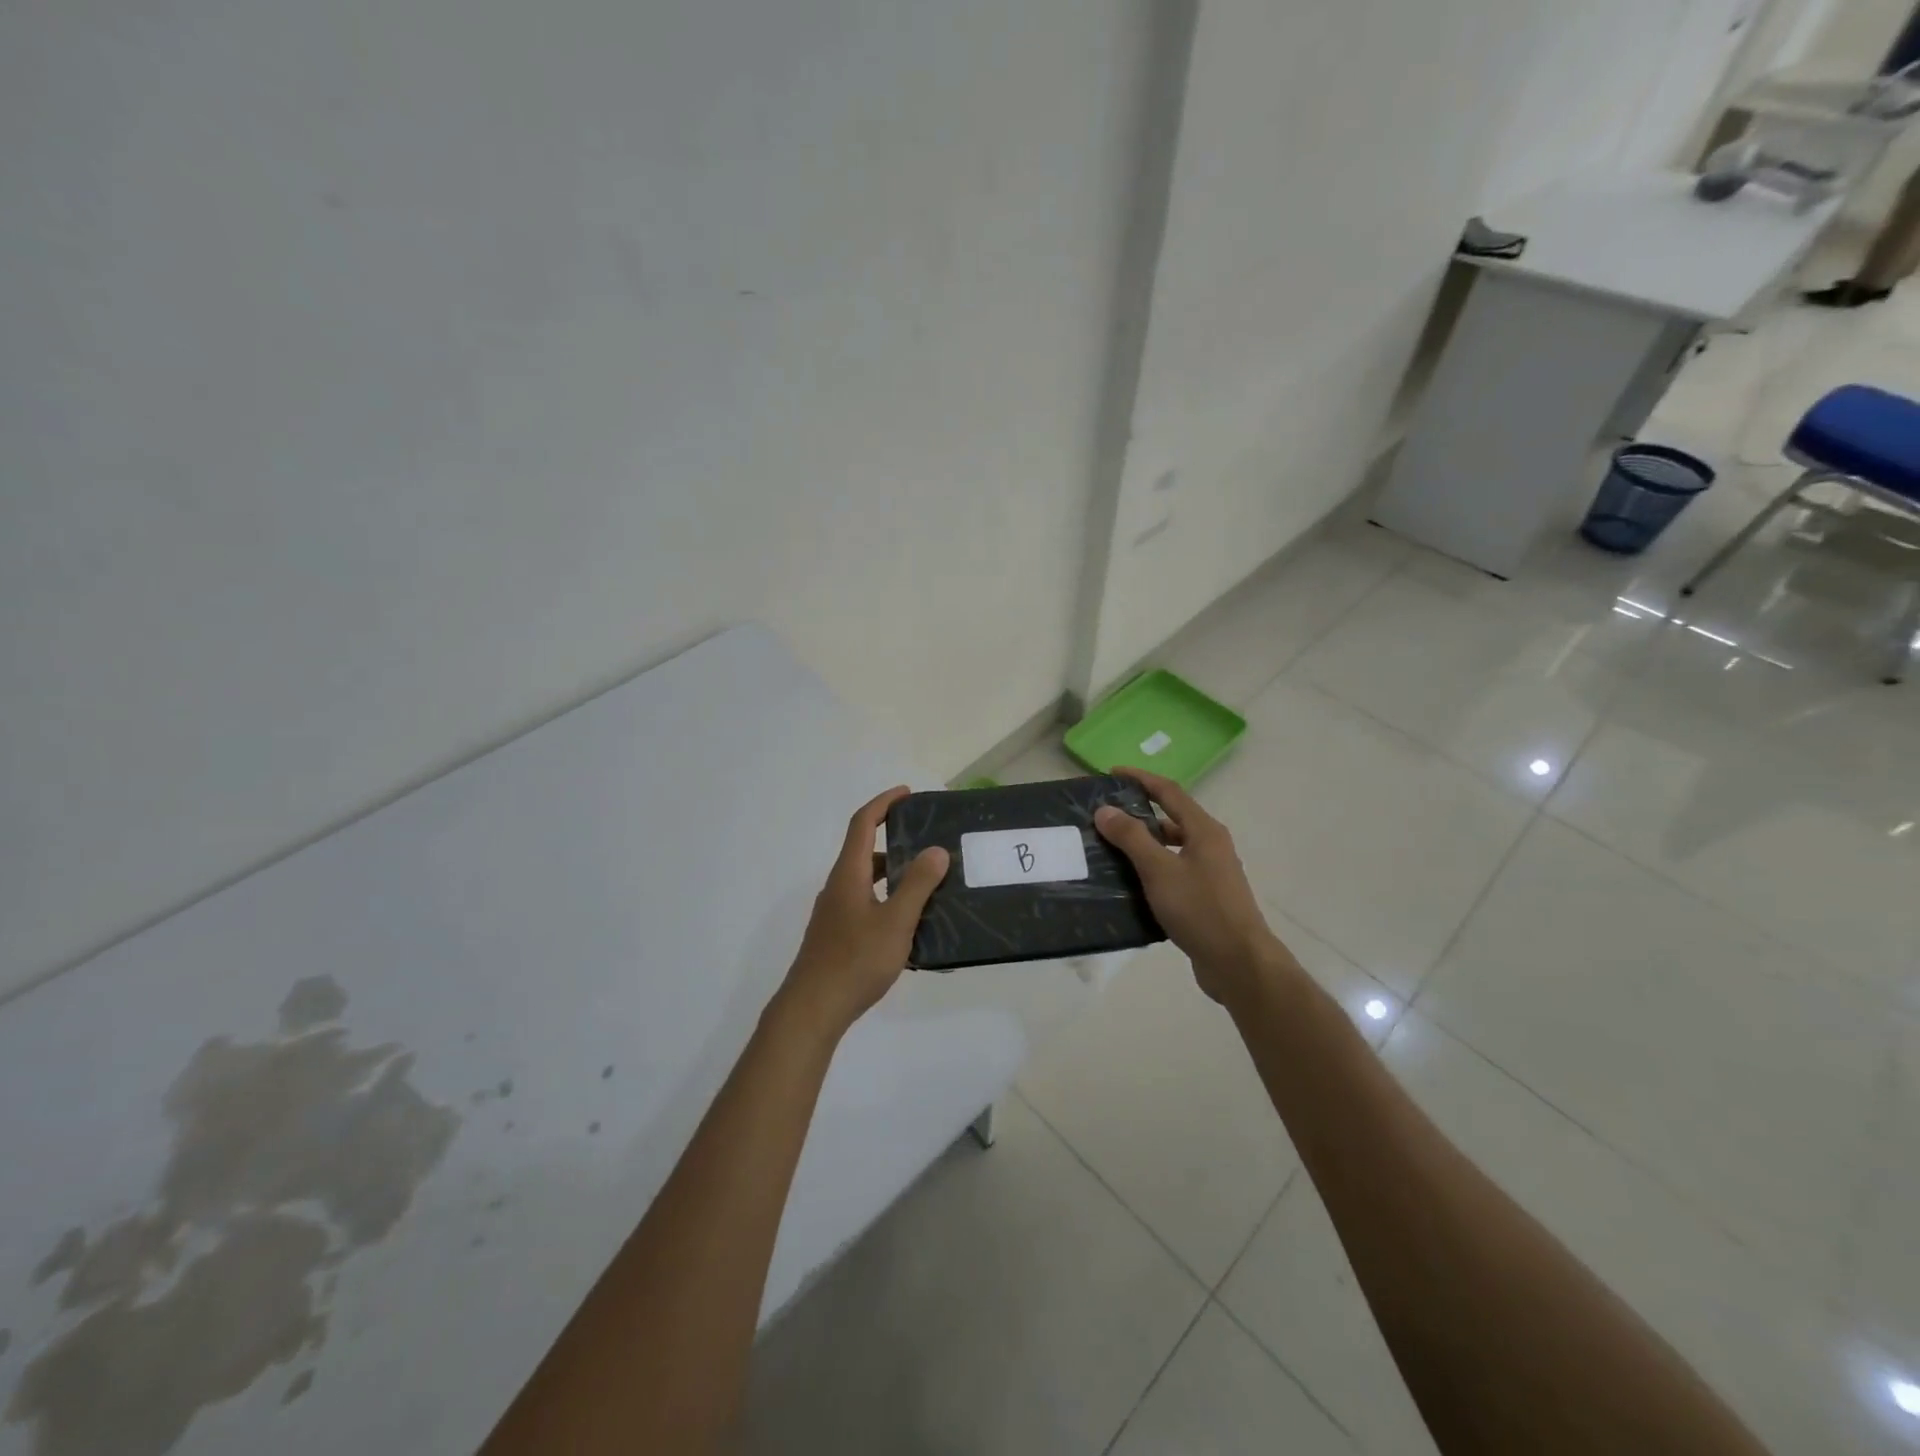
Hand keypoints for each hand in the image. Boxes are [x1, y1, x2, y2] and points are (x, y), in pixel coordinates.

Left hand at [776, 787, 949, 1040]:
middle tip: (928, 842)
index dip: (883, 804)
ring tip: (927, 882)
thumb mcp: (895, 922)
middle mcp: (838, 886)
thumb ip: (917, 885)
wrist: (813, 1008)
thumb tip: (935, 850)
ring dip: (893, 873)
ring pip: (866, 880)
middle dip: (895, 840)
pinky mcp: (836, 935)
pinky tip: (909, 921)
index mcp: (849, 874)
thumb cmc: (855, 960)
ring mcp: (834, 912)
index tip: (907, 794)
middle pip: (864, 851)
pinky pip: (865, 903)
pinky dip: (887, 898)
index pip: (862, 824)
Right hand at [1094, 767, 1293, 1006]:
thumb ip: (1131, 838)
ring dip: (1144, 845)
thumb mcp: (1159, 870)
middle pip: (1171, 819)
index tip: (1113, 773)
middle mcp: (1211, 845)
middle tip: (1105, 816)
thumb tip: (1106, 809)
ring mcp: (1211, 873)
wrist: (1239, 963)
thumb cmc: (1200, 909)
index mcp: (1204, 830)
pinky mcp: (1206, 898)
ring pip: (1172, 848)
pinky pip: (1174, 873)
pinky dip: (1151, 871)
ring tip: (1110, 850)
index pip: (1169, 792)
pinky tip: (1130, 884)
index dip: (1141, 779)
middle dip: (1139, 813)